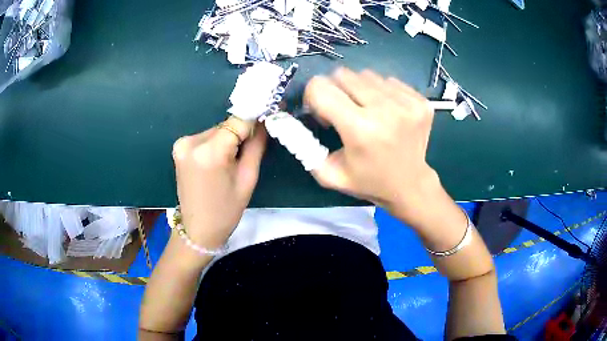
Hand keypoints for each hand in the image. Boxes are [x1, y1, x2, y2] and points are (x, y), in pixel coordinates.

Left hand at [172, 117, 266, 249]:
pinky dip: (215, 144)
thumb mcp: (248, 178)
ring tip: (229, 163)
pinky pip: (206, 137)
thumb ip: (256, 145)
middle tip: (246, 153)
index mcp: (210, 151)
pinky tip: (217, 163)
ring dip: (227, 140)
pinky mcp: (179, 147)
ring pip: (216, 130)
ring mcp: (182, 143)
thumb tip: (264, 120)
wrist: (197, 229)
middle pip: (226, 125)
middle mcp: (191, 141)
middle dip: (240, 134)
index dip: (254, 120)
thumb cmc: (226, 210)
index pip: (239, 121)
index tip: (268, 118)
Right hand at [304, 68, 441, 227]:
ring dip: (359, 90)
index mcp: (359, 130)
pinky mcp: (420, 101)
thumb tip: (289, 118)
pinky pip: (389, 81)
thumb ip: (304, 147)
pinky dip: (382, 92)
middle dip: (336, 90)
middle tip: (343, 110)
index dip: (313, 96)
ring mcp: (407, 104)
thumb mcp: (329, 174)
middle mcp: (385, 111)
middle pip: (343, 74)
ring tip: (367, 111)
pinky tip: (387, 112)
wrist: (410, 185)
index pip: (321, 87)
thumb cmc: (368, 181)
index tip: (321, 111)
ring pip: (367, 75)